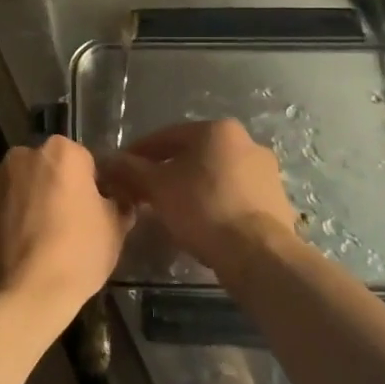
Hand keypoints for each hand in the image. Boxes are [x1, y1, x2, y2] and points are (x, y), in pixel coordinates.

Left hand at [0, 136, 132, 331]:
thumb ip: (118, 204)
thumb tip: (119, 201)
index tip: (93, 211)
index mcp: (60, 152)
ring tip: (39, 240)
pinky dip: (6, 219)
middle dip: (55, 188)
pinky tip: (17, 248)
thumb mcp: (114, 229)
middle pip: (47, 168)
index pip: (83, 161)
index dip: (91, 186)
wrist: (24, 294)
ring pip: (20, 186)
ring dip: (29, 202)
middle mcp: (22, 155)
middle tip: (67, 224)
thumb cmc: (77, 254)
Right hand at [101, 119, 299, 274]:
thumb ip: (131, 169)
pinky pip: (233, 196)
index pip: (165, 136)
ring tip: (168, 210)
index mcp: (217, 130)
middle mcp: (246, 141)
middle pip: (192, 154)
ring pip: (214, 175)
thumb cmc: (202, 208)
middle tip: (142, 192)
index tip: (120, 170)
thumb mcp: (157, 187)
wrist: (258, 253)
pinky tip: (199, 223)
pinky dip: (213, 203)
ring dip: (190, 187)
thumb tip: (108, 160)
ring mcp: (265, 171)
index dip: (137, 153)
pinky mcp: (276, 200)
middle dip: (165, 171)